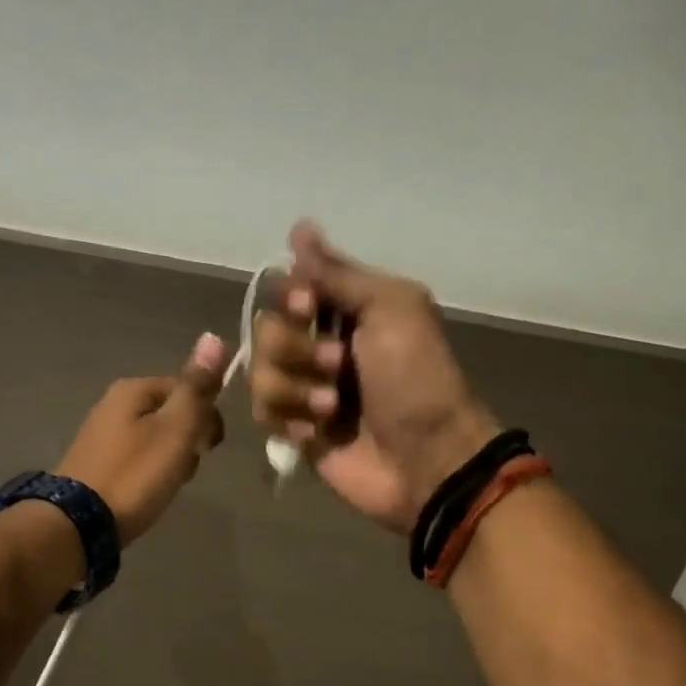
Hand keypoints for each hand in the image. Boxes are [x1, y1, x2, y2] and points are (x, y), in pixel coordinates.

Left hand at [56, 332, 231, 542]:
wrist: (80, 523)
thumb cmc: (136, 474)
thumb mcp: (176, 429)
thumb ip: (197, 388)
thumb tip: (214, 338)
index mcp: (133, 389)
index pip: (188, 388)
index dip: (208, 416)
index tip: (212, 447)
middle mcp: (114, 403)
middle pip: (171, 413)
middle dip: (188, 439)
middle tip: (186, 468)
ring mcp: (102, 434)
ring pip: (156, 437)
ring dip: (172, 459)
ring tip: (168, 484)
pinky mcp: (97, 463)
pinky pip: (138, 457)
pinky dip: (150, 472)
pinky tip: (149, 492)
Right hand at [251, 221, 499, 533]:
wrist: (427, 458)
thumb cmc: (415, 378)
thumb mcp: (390, 308)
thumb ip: (339, 273)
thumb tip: (299, 227)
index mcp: (347, 311)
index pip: (289, 285)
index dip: (290, 295)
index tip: (308, 305)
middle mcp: (321, 345)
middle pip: (266, 328)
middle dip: (295, 347)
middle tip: (338, 366)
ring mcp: (307, 391)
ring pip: (259, 373)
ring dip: (295, 389)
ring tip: (333, 409)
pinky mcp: (298, 432)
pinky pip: (264, 414)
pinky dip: (290, 420)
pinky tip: (318, 434)